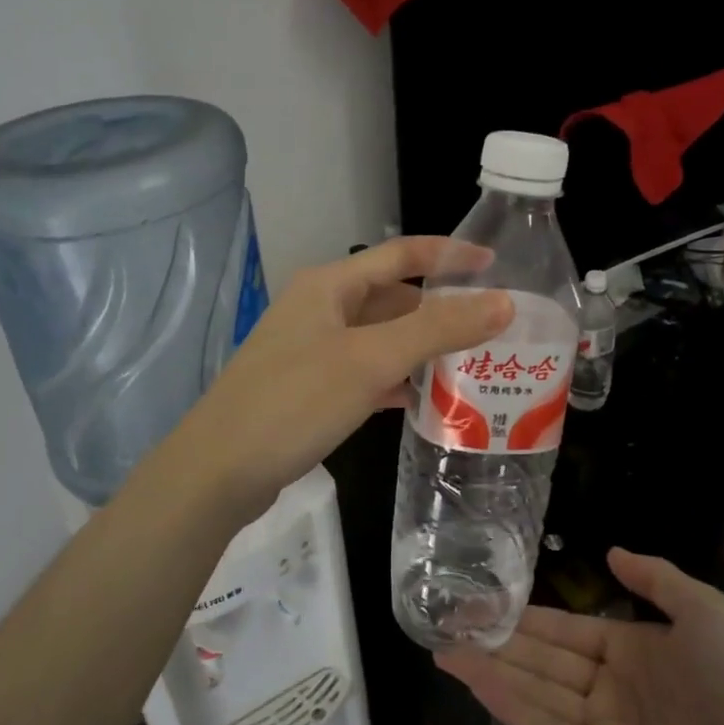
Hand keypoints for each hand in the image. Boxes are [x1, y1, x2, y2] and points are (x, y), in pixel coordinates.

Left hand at [169, 236, 509, 519]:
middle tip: (491, 328)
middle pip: (392, 298)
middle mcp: (320, 309)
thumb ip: (438, 329)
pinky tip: (423, 400)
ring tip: (471, 364)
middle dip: (440, 310)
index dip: (449, 255)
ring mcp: (312, 350)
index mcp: (330, 285)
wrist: (219, 470)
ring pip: (380, 338)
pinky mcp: (309, 388)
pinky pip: (365, 372)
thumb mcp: (371, 360)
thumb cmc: (295, 401)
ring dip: (421, 348)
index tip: (496, 265)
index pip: (400, 254)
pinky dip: (395, 380)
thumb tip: (504, 302)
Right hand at [437, 548, 723, 724]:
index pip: (566, 631)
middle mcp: (610, 687)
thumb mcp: (703, 609)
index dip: (525, 618)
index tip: (483, 603)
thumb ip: (655, 578)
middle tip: (446, 626)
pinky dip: (515, 710)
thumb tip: (610, 550)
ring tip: (447, 653)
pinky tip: (482, 686)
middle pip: (543, 662)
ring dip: (493, 674)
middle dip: (496, 643)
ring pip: (538, 694)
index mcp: (631, 649)